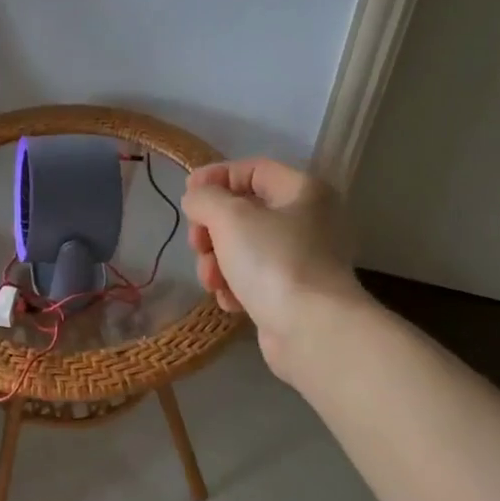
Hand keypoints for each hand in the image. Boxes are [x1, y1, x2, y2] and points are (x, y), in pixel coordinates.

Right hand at [182, 159, 365, 377]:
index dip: (216, 177)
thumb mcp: (230, 217)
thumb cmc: (273, 262)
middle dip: (211, 230)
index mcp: (303, 191)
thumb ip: (205, 198)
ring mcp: (302, 259)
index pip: (253, 169)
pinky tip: (230, 301)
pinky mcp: (293, 293)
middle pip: (243, 212)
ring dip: (217, 262)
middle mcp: (308, 221)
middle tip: (197, 245)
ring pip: (243, 248)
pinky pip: (253, 278)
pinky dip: (235, 286)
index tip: (187, 196)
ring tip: (212, 281)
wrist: (312, 331)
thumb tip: (196, 199)